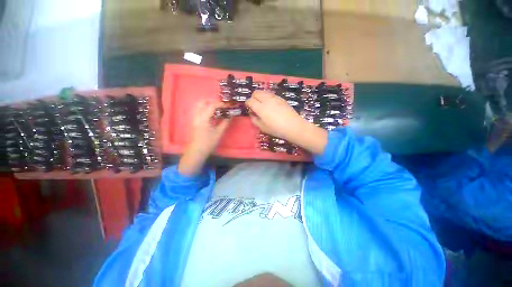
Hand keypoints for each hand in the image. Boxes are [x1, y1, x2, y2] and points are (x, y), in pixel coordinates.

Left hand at [178, 100, 230, 175]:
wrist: (197, 151)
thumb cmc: (209, 143)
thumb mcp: (219, 133)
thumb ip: (225, 122)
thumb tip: (231, 115)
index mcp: (203, 118)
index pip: (211, 106)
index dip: (220, 104)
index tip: (228, 105)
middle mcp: (197, 116)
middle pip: (202, 102)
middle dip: (212, 101)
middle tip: (221, 105)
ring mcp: (194, 118)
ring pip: (199, 105)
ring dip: (208, 104)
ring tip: (217, 109)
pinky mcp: (194, 121)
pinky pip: (199, 110)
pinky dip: (206, 109)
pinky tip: (212, 115)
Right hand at [246, 91, 327, 154]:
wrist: (293, 126)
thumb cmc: (276, 129)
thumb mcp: (262, 127)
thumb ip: (254, 120)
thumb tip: (252, 114)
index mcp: (260, 108)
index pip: (250, 100)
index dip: (247, 104)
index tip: (248, 108)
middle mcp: (267, 100)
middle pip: (256, 92)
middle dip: (253, 97)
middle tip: (255, 105)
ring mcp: (275, 98)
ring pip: (264, 91)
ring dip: (260, 96)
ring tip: (262, 104)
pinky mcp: (281, 98)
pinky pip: (271, 94)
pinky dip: (267, 97)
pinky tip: (271, 105)